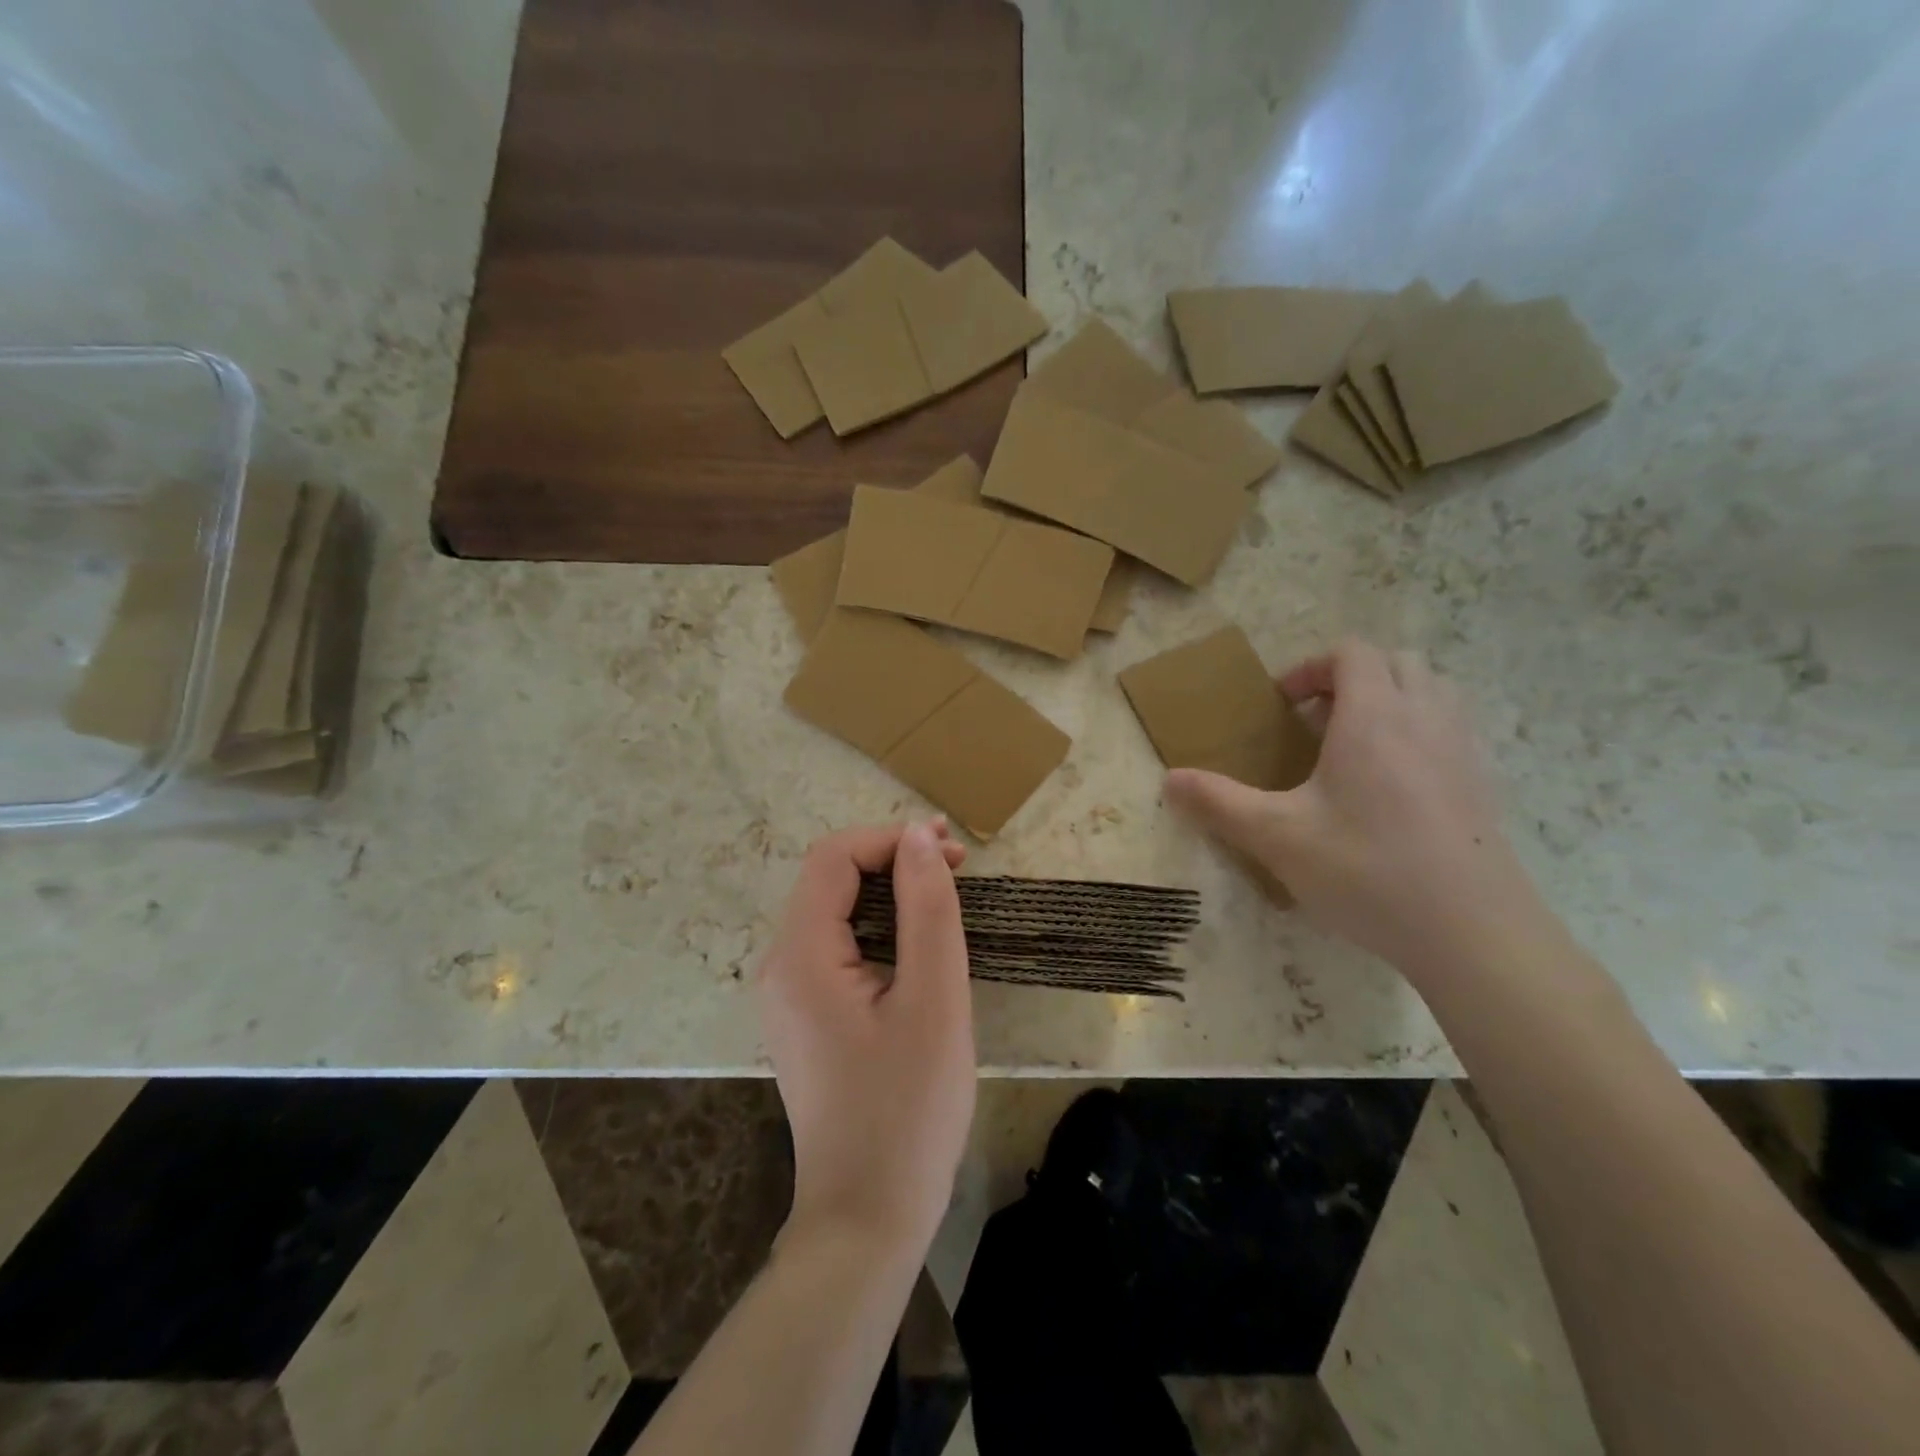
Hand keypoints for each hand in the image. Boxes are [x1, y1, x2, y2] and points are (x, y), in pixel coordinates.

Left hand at [758, 819, 975, 1259]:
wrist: (868, 1218)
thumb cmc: (908, 1109)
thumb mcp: (934, 999)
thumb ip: (928, 908)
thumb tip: (919, 835)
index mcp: (801, 955)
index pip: (835, 858)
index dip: (892, 840)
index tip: (952, 851)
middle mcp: (781, 965)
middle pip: (831, 879)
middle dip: (893, 860)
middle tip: (958, 867)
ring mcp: (789, 993)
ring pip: (836, 910)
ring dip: (890, 892)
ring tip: (946, 896)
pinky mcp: (807, 1015)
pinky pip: (839, 946)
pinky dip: (881, 927)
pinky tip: (920, 943)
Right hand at [1165, 639, 1543, 979]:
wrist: (1473, 931)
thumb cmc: (1366, 870)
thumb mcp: (1276, 837)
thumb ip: (1218, 802)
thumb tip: (1168, 780)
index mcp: (1374, 716)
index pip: (1351, 653)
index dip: (1311, 668)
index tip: (1283, 707)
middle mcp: (1424, 718)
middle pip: (1395, 662)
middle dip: (1351, 678)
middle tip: (1315, 722)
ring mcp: (1462, 750)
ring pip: (1432, 691)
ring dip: (1390, 699)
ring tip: (1354, 747)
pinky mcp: (1483, 785)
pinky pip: (1450, 730)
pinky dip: (1418, 733)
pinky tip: (1390, 789)